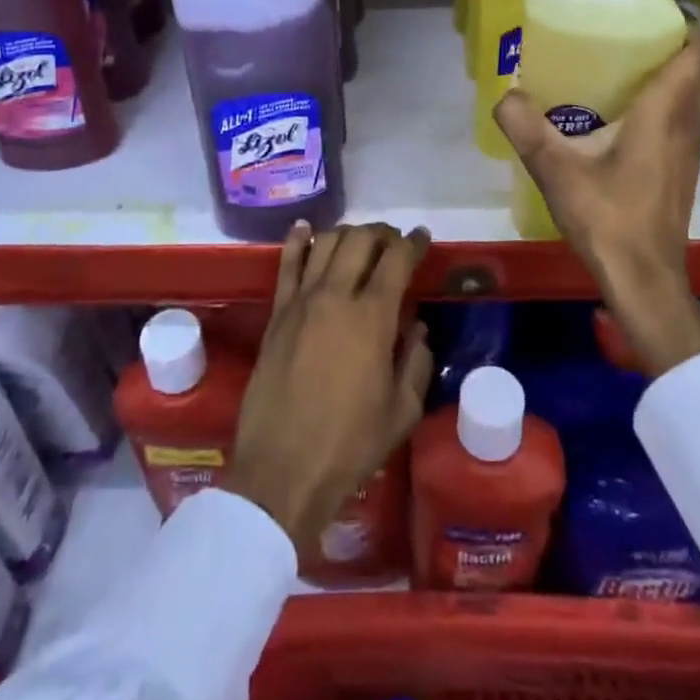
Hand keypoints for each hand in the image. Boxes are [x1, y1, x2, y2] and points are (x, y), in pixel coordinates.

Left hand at [225, 222, 433, 551]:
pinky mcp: (276, 313)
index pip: (397, 260)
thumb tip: (418, 328)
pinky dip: (298, 240)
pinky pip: (287, 263)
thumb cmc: (350, 445)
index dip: (413, 242)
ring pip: (325, 243)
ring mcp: (302, 301)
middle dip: (382, 233)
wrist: (282, 471)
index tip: (422, 237)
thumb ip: (416, 363)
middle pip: (360, 240)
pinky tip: (306, 228)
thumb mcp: (402, 412)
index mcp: (373, 318)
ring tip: (360, 240)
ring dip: (347, 233)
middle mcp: (336, 296)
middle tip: (393, 241)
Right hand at [494, 25, 699, 375]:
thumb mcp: (556, 171)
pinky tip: (623, 111)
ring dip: (670, 73)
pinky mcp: (682, 170)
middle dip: (670, 42)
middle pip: (696, 69)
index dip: (682, 22)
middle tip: (625, 30)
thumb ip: (526, 128)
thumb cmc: (608, 220)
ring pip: (692, 95)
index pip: (695, 52)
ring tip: (622, 62)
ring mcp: (688, 150)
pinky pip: (682, 118)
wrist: (644, 280)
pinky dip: (665, 100)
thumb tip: (505, 95)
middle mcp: (686, 125)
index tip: (649, 7)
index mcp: (665, 114)